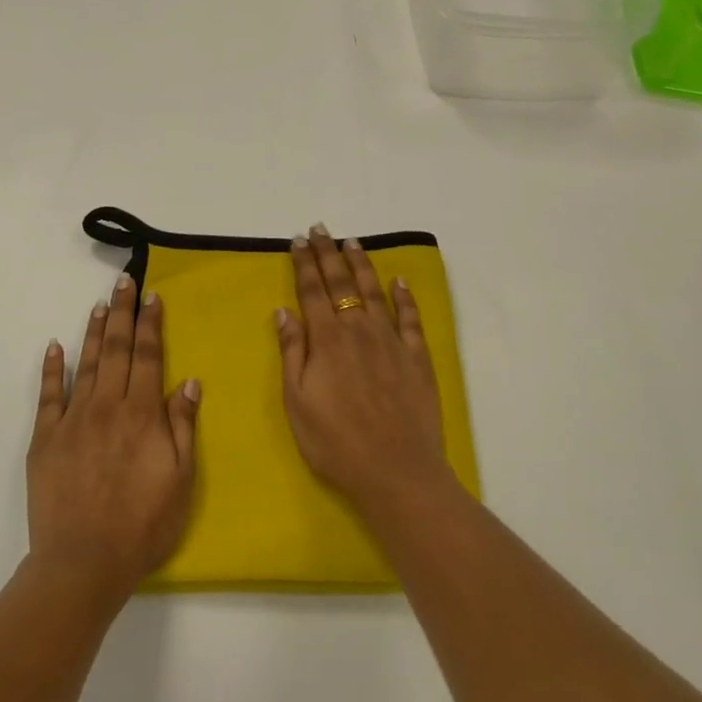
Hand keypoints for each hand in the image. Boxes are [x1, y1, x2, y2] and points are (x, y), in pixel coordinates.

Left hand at [27, 273, 200, 599]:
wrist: (83, 563)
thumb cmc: (142, 525)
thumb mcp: (180, 479)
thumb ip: (182, 427)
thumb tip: (189, 382)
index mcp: (141, 414)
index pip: (148, 356)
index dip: (151, 324)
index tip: (152, 296)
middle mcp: (107, 406)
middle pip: (116, 349)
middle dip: (122, 313)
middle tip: (123, 282)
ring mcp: (72, 420)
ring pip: (85, 364)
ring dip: (93, 331)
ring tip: (99, 304)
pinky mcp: (45, 439)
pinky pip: (48, 396)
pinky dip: (51, 369)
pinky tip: (54, 346)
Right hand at [275, 225, 451, 515]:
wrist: (396, 471)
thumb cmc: (335, 442)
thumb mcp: (297, 402)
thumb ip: (292, 352)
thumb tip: (284, 311)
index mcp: (327, 340)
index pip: (312, 291)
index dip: (304, 263)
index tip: (299, 240)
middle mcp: (359, 330)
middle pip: (342, 283)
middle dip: (328, 254)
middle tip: (321, 229)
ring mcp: (391, 341)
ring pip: (375, 292)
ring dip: (362, 265)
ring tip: (353, 243)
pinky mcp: (417, 357)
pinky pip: (410, 318)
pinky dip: (404, 297)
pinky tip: (400, 281)